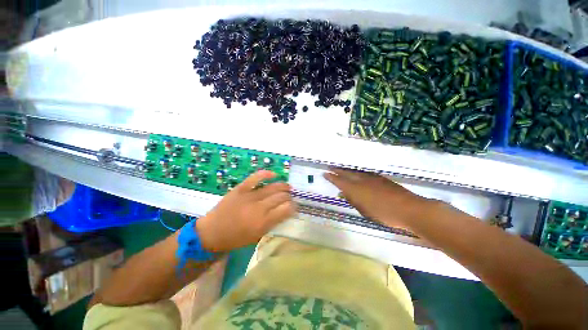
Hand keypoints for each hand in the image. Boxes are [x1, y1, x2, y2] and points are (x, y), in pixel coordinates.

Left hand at [196, 170, 295, 252]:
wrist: (212, 232)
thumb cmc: (236, 238)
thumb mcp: (257, 236)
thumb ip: (272, 223)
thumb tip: (284, 211)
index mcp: (264, 222)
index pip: (286, 209)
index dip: (293, 206)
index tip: (294, 206)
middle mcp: (259, 208)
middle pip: (281, 197)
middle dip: (289, 196)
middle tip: (290, 197)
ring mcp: (250, 196)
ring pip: (272, 187)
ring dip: (283, 186)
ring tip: (288, 187)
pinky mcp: (241, 189)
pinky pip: (255, 178)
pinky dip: (265, 174)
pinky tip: (274, 174)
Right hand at [323, 168, 434, 228]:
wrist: (409, 209)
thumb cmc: (384, 213)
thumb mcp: (364, 210)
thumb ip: (352, 200)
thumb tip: (342, 193)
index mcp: (356, 189)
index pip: (340, 181)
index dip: (332, 177)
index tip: (325, 173)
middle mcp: (362, 180)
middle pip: (346, 173)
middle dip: (338, 170)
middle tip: (331, 167)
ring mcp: (372, 178)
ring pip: (355, 172)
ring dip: (347, 170)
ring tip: (341, 169)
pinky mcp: (380, 178)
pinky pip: (365, 173)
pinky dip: (358, 173)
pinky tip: (357, 174)